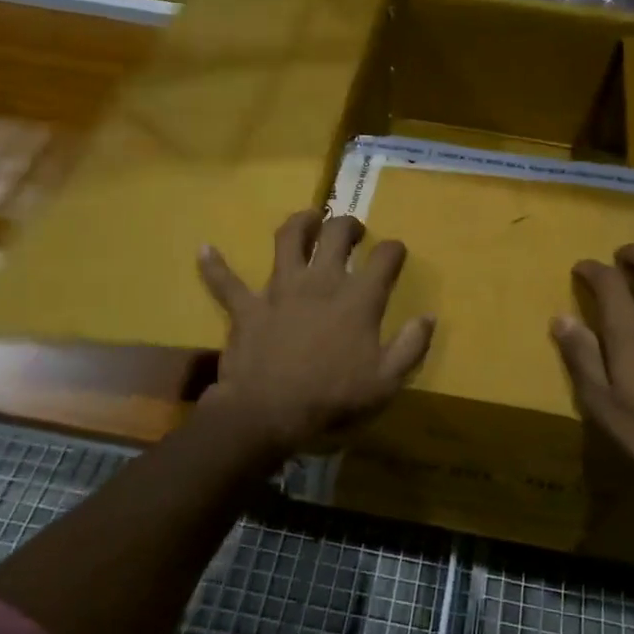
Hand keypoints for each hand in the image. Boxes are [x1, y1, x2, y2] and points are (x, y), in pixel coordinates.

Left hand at [197, 210, 434, 457]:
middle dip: (349, 225)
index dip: (394, 250)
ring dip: (300, 223)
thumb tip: (429, 316)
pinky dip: (215, 266)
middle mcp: (321, 281)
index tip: (396, 253)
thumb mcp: (385, 382)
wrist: (268, 414)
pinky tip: (205, 249)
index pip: (385, 257)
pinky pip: (226, 282)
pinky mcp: (247, 306)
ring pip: (288, 239)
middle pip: (337, 234)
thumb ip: (411, 346)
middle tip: (353, 231)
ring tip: (309, 218)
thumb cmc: (331, 398)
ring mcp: (280, 289)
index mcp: (357, 298)